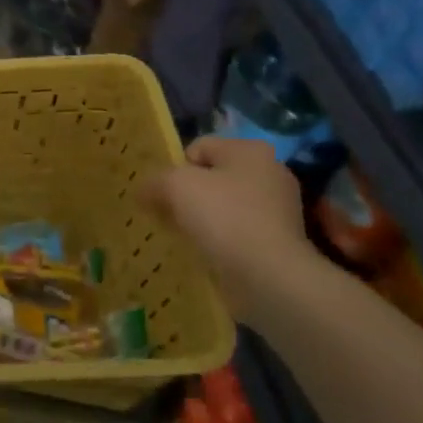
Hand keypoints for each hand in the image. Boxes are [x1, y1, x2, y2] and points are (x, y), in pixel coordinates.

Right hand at [142, 137, 313, 285]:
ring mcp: (278, 208)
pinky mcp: (279, 240)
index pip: (199, 148)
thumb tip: (143, 191)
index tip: (164, 195)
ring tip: (185, 237)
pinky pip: (237, 232)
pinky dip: (220, 240)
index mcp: (249, 150)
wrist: (268, 275)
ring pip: (224, 206)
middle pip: (212, 177)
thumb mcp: (176, 187)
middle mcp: (269, 172)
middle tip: (169, 216)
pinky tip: (206, 253)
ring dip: (202, 219)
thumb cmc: (223, 217)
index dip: (175, 169)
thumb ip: (155, 182)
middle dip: (188, 195)